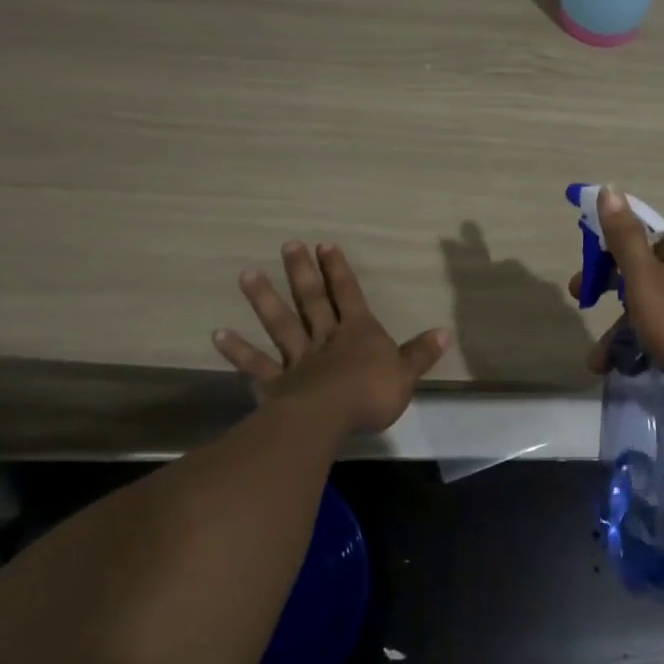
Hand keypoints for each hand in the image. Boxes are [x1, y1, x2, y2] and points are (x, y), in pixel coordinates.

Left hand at [213, 241, 449, 434]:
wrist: (330, 418)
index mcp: (357, 332)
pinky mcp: (276, 383)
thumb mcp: (405, 374)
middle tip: (288, 245)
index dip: (338, 270)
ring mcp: (297, 359)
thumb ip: (421, 353)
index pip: (348, 294)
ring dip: (264, 299)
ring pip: (280, 323)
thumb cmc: (371, 393)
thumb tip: (445, 332)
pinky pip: (255, 364)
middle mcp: (325, 338)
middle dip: (302, 272)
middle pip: (312, 300)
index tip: (325, 245)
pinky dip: (237, 350)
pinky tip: (217, 334)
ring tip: (246, 274)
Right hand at [571, 187, 663, 407]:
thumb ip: (624, 235)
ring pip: (653, 301)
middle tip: (584, 312)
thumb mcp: (644, 279)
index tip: (581, 287)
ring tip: (599, 362)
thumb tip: (610, 187)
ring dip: (622, 328)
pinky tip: (628, 365)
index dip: (602, 259)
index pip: (632, 236)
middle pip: (641, 269)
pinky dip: (646, 338)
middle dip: (609, 297)